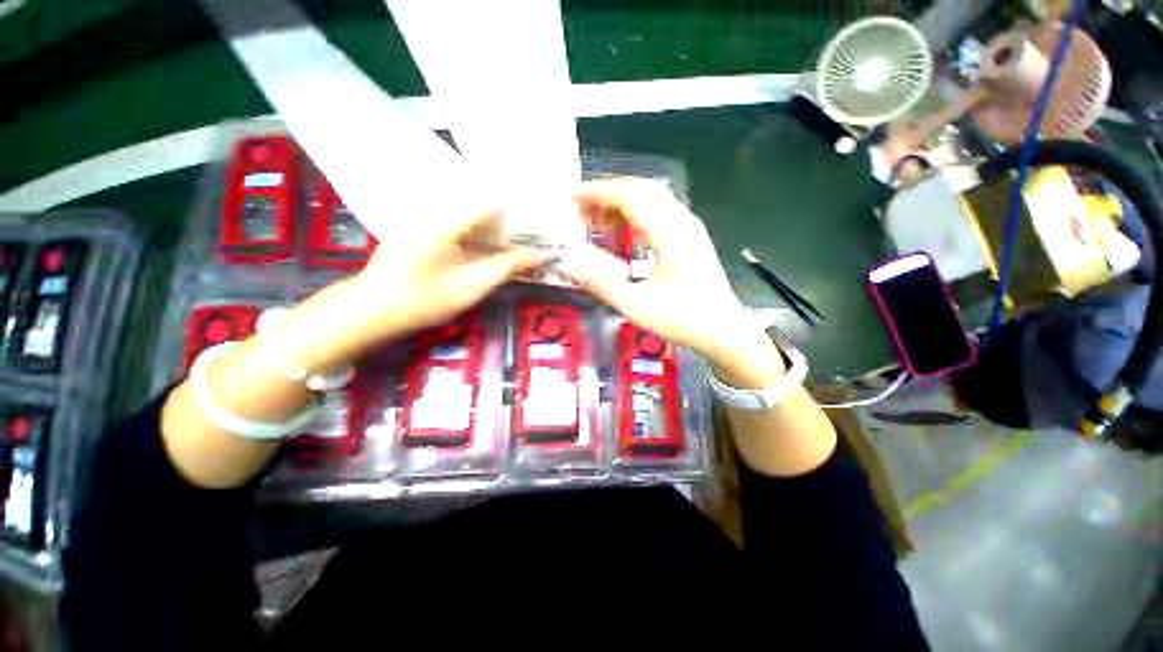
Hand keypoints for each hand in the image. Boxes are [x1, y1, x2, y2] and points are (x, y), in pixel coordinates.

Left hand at [270, 210, 549, 370]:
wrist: (371, 311)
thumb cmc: (422, 300)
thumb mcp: (471, 286)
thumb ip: (507, 267)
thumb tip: (543, 255)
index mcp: (445, 219)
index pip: (494, 201)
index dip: (522, 209)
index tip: (543, 220)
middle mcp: (435, 208)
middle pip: (484, 204)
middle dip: (512, 218)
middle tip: (537, 233)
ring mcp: (426, 217)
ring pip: (473, 213)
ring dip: (497, 226)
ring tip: (520, 239)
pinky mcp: (422, 227)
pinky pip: (460, 222)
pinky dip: (480, 232)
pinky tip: (492, 245)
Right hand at [562, 179, 783, 386]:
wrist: (724, 331)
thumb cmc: (684, 321)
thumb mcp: (638, 307)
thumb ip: (603, 283)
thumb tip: (570, 263)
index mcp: (672, 234)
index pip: (632, 196)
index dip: (600, 192)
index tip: (573, 197)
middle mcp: (683, 222)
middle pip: (642, 190)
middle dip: (607, 194)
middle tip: (579, 210)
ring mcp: (689, 227)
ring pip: (651, 198)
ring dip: (621, 202)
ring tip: (594, 219)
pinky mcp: (689, 237)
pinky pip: (658, 212)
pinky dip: (634, 214)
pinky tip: (620, 230)